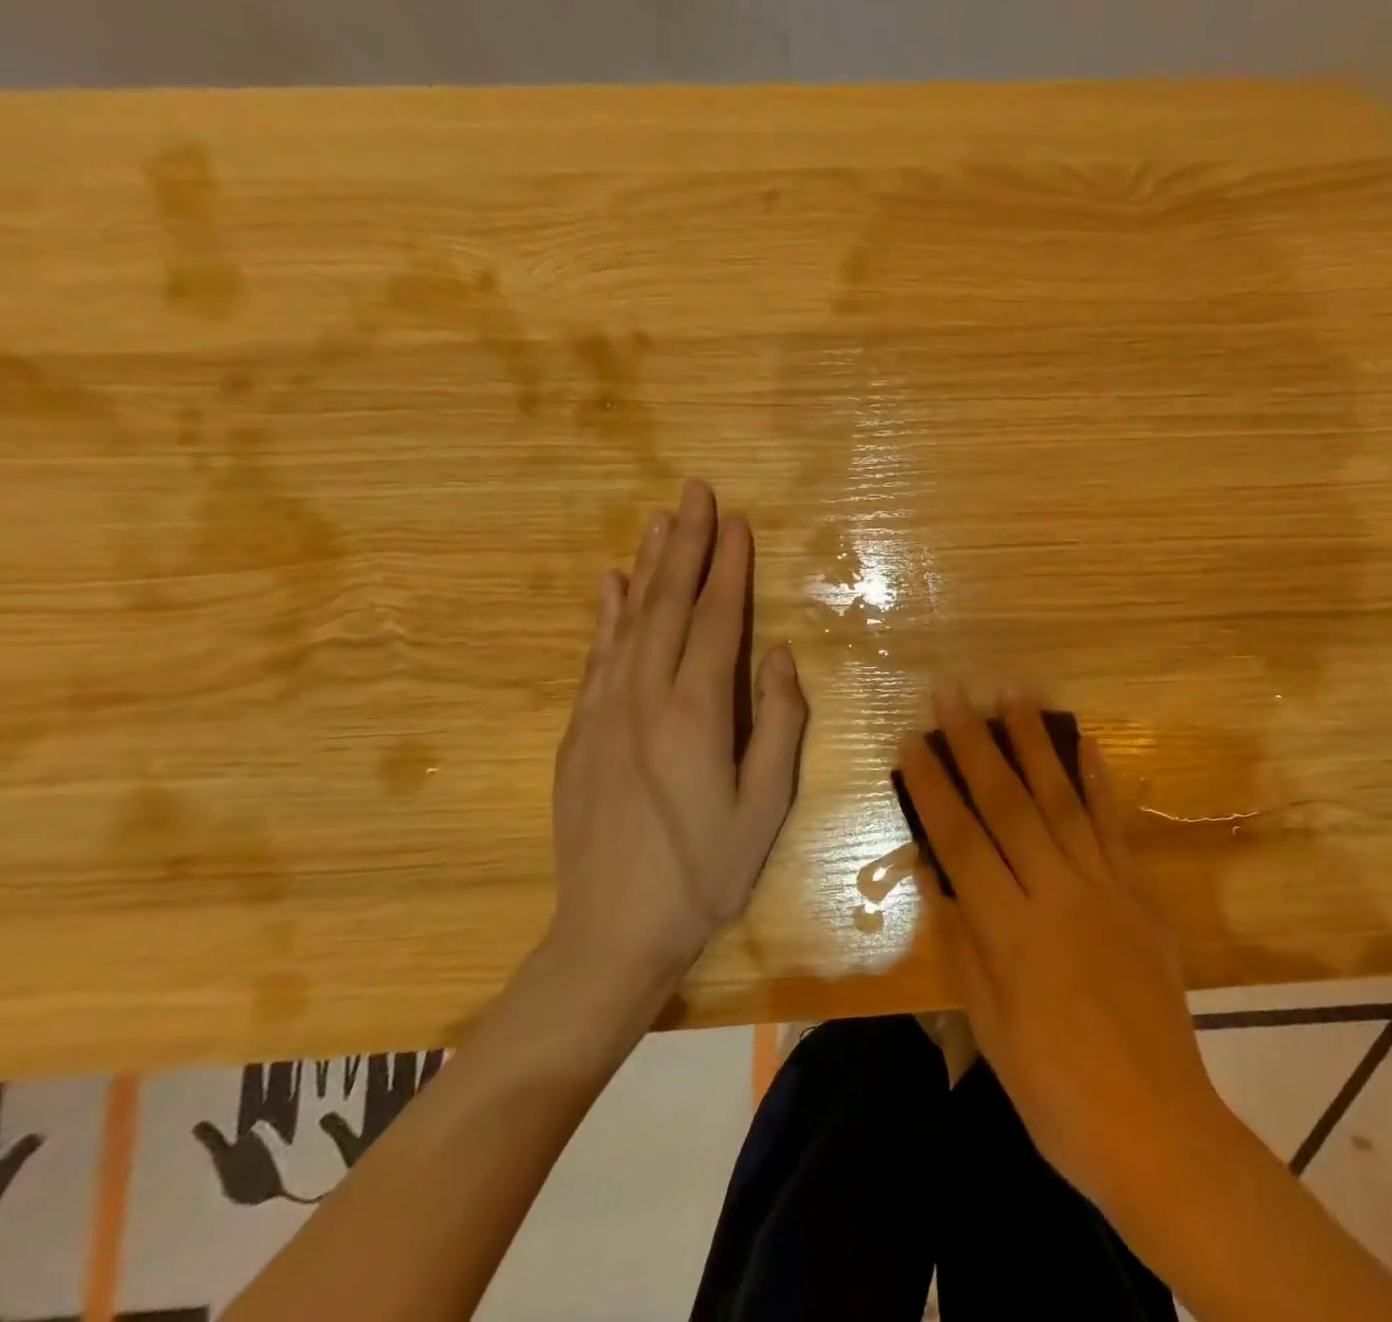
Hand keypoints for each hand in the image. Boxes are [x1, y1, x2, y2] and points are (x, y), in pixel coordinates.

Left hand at [544, 479, 807, 1039]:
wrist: (610, 932)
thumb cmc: (705, 872)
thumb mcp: (766, 806)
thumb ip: (779, 724)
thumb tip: (780, 655)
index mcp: (695, 716)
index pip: (716, 621)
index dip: (728, 569)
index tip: (736, 522)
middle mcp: (643, 699)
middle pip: (668, 605)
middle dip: (685, 544)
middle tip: (694, 492)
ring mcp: (603, 713)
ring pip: (628, 621)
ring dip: (648, 565)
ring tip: (660, 519)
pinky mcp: (579, 732)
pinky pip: (597, 656)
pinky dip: (607, 614)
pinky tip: (612, 585)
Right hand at [899, 687, 1224, 1223]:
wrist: (1157, 1126)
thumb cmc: (1055, 1091)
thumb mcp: (989, 1026)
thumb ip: (965, 941)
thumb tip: (941, 873)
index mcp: (1012, 934)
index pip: (962, 843)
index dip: (934, 788)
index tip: (913, 742)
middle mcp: (1059, 896)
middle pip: (1010, 806)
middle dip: (977, 745)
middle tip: (955, 694)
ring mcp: (1106, 889)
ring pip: (1063, 801)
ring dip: (1035, 744)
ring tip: (1014, 695)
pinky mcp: (1141, 895)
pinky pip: (1115, 827)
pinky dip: (1098, 781)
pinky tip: (1085, 743)